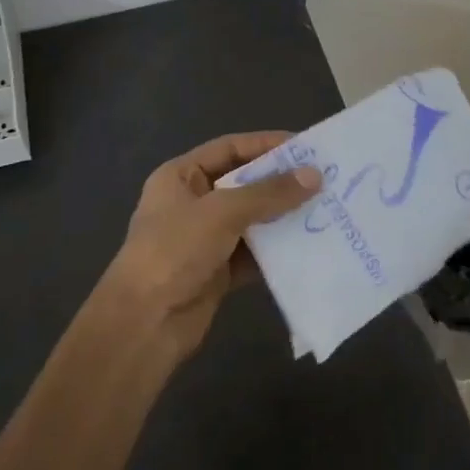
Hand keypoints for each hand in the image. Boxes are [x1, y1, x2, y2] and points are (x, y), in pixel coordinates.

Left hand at [101, 132, 320, 360]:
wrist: (144, 325)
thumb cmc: (174, 252)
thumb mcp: (222, 213)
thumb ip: (268, 193)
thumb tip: (314, 175)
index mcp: (181, 177)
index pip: (230, 148)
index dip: (266, 144)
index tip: (307, 146)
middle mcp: (193, 203)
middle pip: (244, 183)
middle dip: (281, 182)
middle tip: (324, 179)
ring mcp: (205, 239)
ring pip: (252, 220)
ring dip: (283, 217)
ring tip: (325, 209)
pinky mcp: (218, 272)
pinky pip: (254, 254)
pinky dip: (277, 250)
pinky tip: (309, 246)